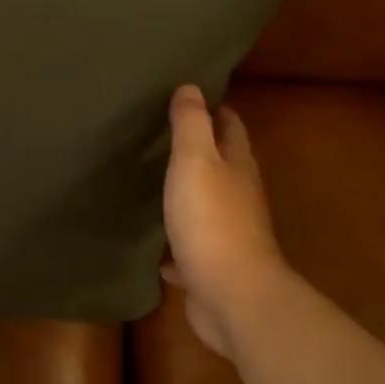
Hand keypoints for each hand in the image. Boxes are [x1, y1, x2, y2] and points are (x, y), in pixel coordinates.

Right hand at [163, 85, 288, 359]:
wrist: (232, 296)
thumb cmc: (213, 221)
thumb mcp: (197, 162)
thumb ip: (192, 125)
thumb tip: (191, 87)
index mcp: (237, 165)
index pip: (230, 125)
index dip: (212, 107)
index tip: (185, 94)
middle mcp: (237, 195)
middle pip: (219, 164)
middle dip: (195, 149)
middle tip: (155, 134)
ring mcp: (226, 233)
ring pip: (202, 204)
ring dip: (183, 193)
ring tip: (147, 180)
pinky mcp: (210, 266)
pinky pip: (187, 246)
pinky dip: (172, 241)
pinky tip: (150, 241)